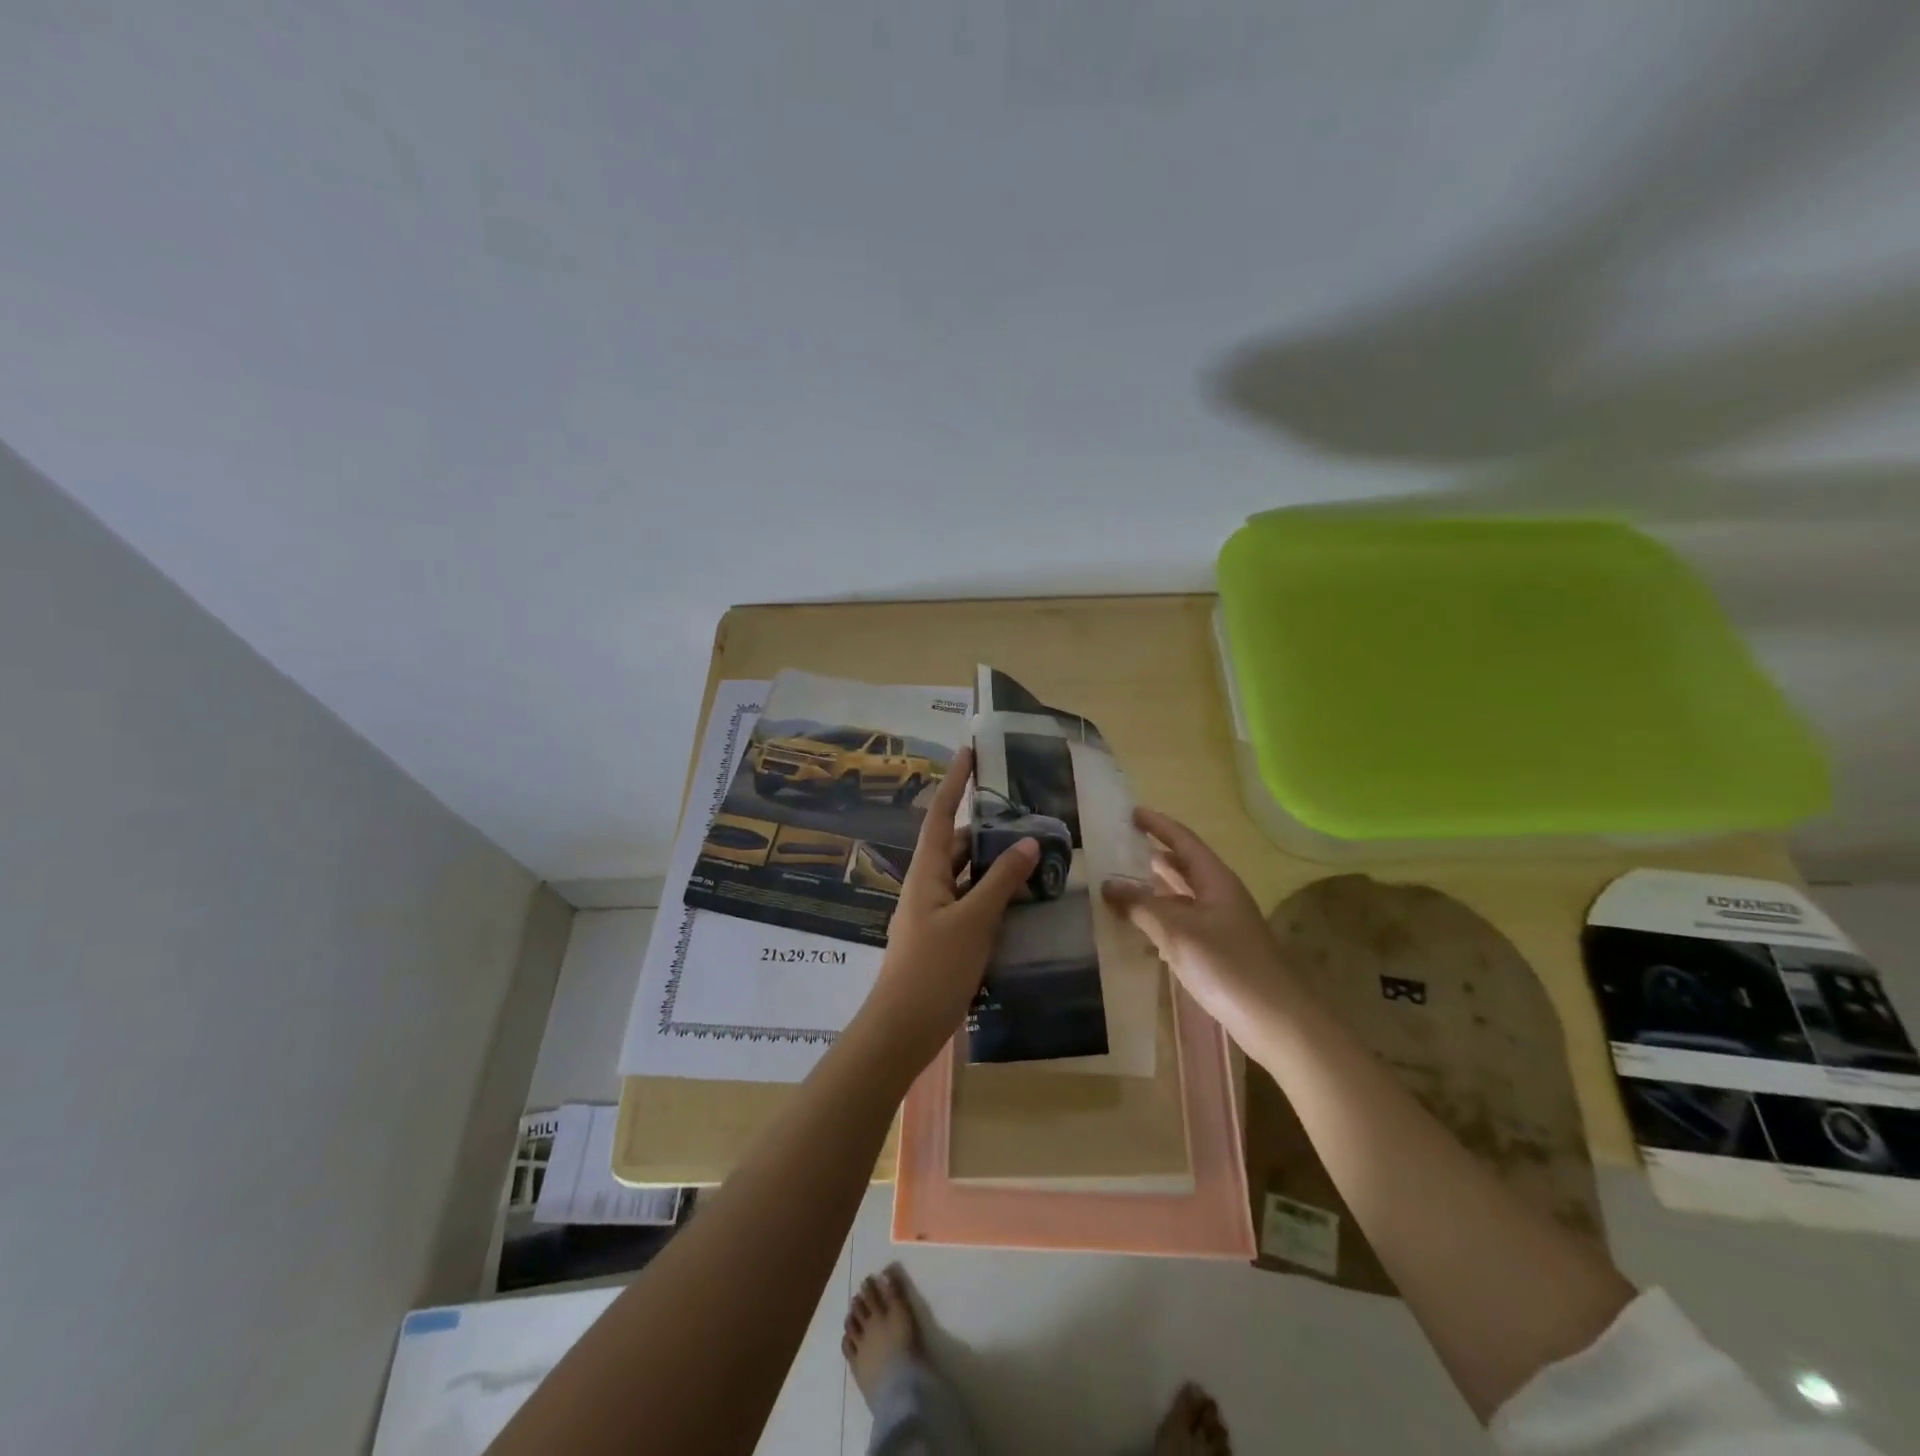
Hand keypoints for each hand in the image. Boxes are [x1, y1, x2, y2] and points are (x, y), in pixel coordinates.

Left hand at [858, 747, 1037, 1066]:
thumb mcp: (973, 921)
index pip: (941, 814)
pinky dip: (994, 894)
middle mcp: (928, 884)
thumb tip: (1028, 841)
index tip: (969, 750)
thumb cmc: (934, 968)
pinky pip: (972, 902)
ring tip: (1033, 848)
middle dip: (986, 825)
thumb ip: (1001, 881)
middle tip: (1024, 810)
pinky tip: (1023, 898)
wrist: (903, 1028)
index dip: (955, 781)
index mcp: (926, 872)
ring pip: (968, 874)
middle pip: (957, 843)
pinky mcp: (946, 936)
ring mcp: (936, 911)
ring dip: (994, 862)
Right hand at [1102, 807, 1289, 1043]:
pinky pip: (1183, 924)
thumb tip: (1108, 884)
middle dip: (1154, 854)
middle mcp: (1220, 896)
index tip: (1131, 813)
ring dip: (1154, 889)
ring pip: (1182, 897)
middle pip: (1185, 866)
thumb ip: (1141, 906)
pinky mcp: (1219, 952)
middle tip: (1120, 846)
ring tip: (1122, 882)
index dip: (1158, 825)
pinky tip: (1140, 929)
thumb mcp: (1177, 931)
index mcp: (1216, 881)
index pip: (1184, 841)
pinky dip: (1160, 919)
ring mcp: (1222, 925)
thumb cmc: (1227, 966)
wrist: (1276, 1021)